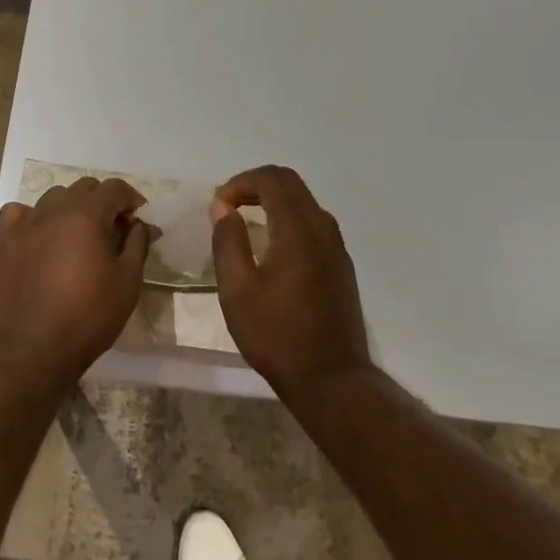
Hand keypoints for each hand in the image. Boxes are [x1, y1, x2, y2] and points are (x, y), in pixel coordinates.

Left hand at [0, 178, 150, 386]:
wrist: (32, 350)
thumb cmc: (88, 317)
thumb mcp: (127, 283)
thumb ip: (137, 245)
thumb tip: (140, 224)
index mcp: (86, 215)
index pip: (114, 188)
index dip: (131, 198)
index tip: (138, 218)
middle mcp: (54, 210)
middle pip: (84, 187)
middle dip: (103, 202)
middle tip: (113, 229)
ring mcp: (26, 224)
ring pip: (53, 197)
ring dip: (71, 207)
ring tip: (78, 234)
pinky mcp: (5, 241)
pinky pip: (18, 212)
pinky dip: (33, 216)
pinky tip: (40, 235)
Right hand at [211, 165, 371, 398]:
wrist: (332, 380)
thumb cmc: (277, 336)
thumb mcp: (237, 290)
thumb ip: (227, 241)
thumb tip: (222, 207)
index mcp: (298, 230)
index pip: (272, 179)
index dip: (241, 182)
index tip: (218, 205)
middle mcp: (322, 229)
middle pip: (291, 184)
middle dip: (255, 185)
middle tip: (228, 207)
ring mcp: (336, 247)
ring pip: (304, 202)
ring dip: (273, 201)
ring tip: (244, 222)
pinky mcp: (341, 265)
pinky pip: (313, 223)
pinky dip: (288, 219)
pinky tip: (270, 247)